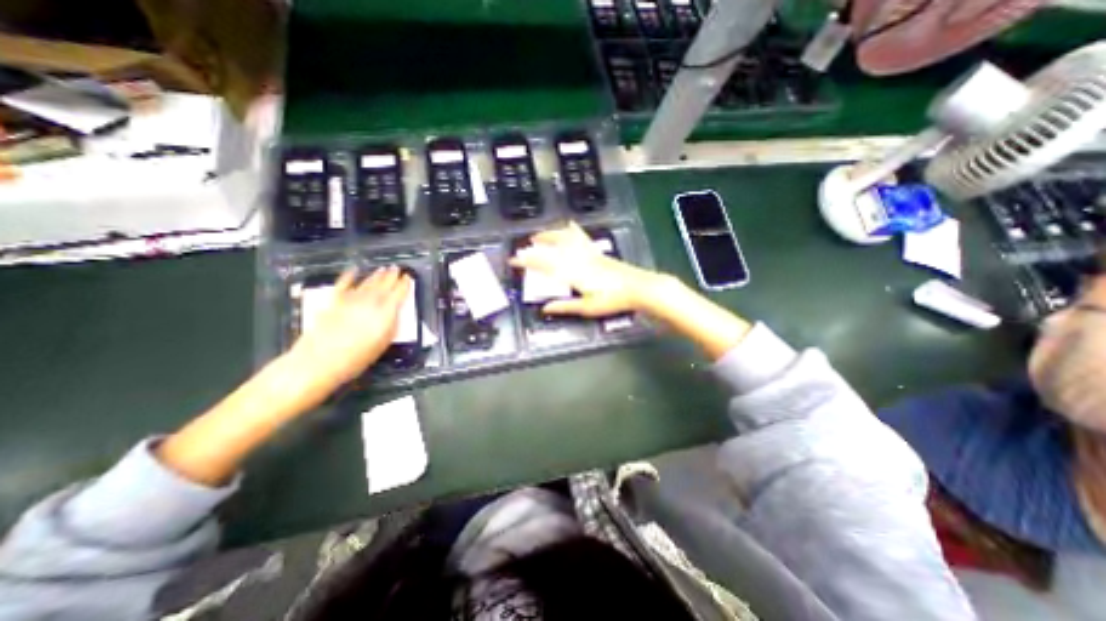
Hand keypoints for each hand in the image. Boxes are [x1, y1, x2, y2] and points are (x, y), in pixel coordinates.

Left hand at [290, 264, 408, 387]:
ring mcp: (350, 300)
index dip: (404, 285)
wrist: (319, 361)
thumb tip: (394, 314)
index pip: (398, 294)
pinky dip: (349, 276)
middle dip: (391, 276)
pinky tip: (354, 270)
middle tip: (397, 268)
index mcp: (385, 313)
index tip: (408, 277)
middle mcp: (370, 302)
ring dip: (376, 275)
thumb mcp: (383, 343)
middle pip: (383, 285)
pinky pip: (343, 285)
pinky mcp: (334, 302)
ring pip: (367, 283)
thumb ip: (391, 325)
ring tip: (383, 269)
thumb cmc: (357, 358)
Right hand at [509, 220, 663, 316]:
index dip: (527, 261)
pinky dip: (572, 231)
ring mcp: (588, 253)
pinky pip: (581, 237)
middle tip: (524, 246)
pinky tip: (570, 226)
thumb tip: (544, 308)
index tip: (513, 259)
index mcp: (573, 273)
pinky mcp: (597, 252)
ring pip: (565, 239)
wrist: (638, 287)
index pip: (544, 265)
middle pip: (553, 248)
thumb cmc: (612, 300)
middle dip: (536, 246)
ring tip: (540, 235)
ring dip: (550, 235)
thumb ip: (564, 306)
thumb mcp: (587, 307)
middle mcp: (578, 259)